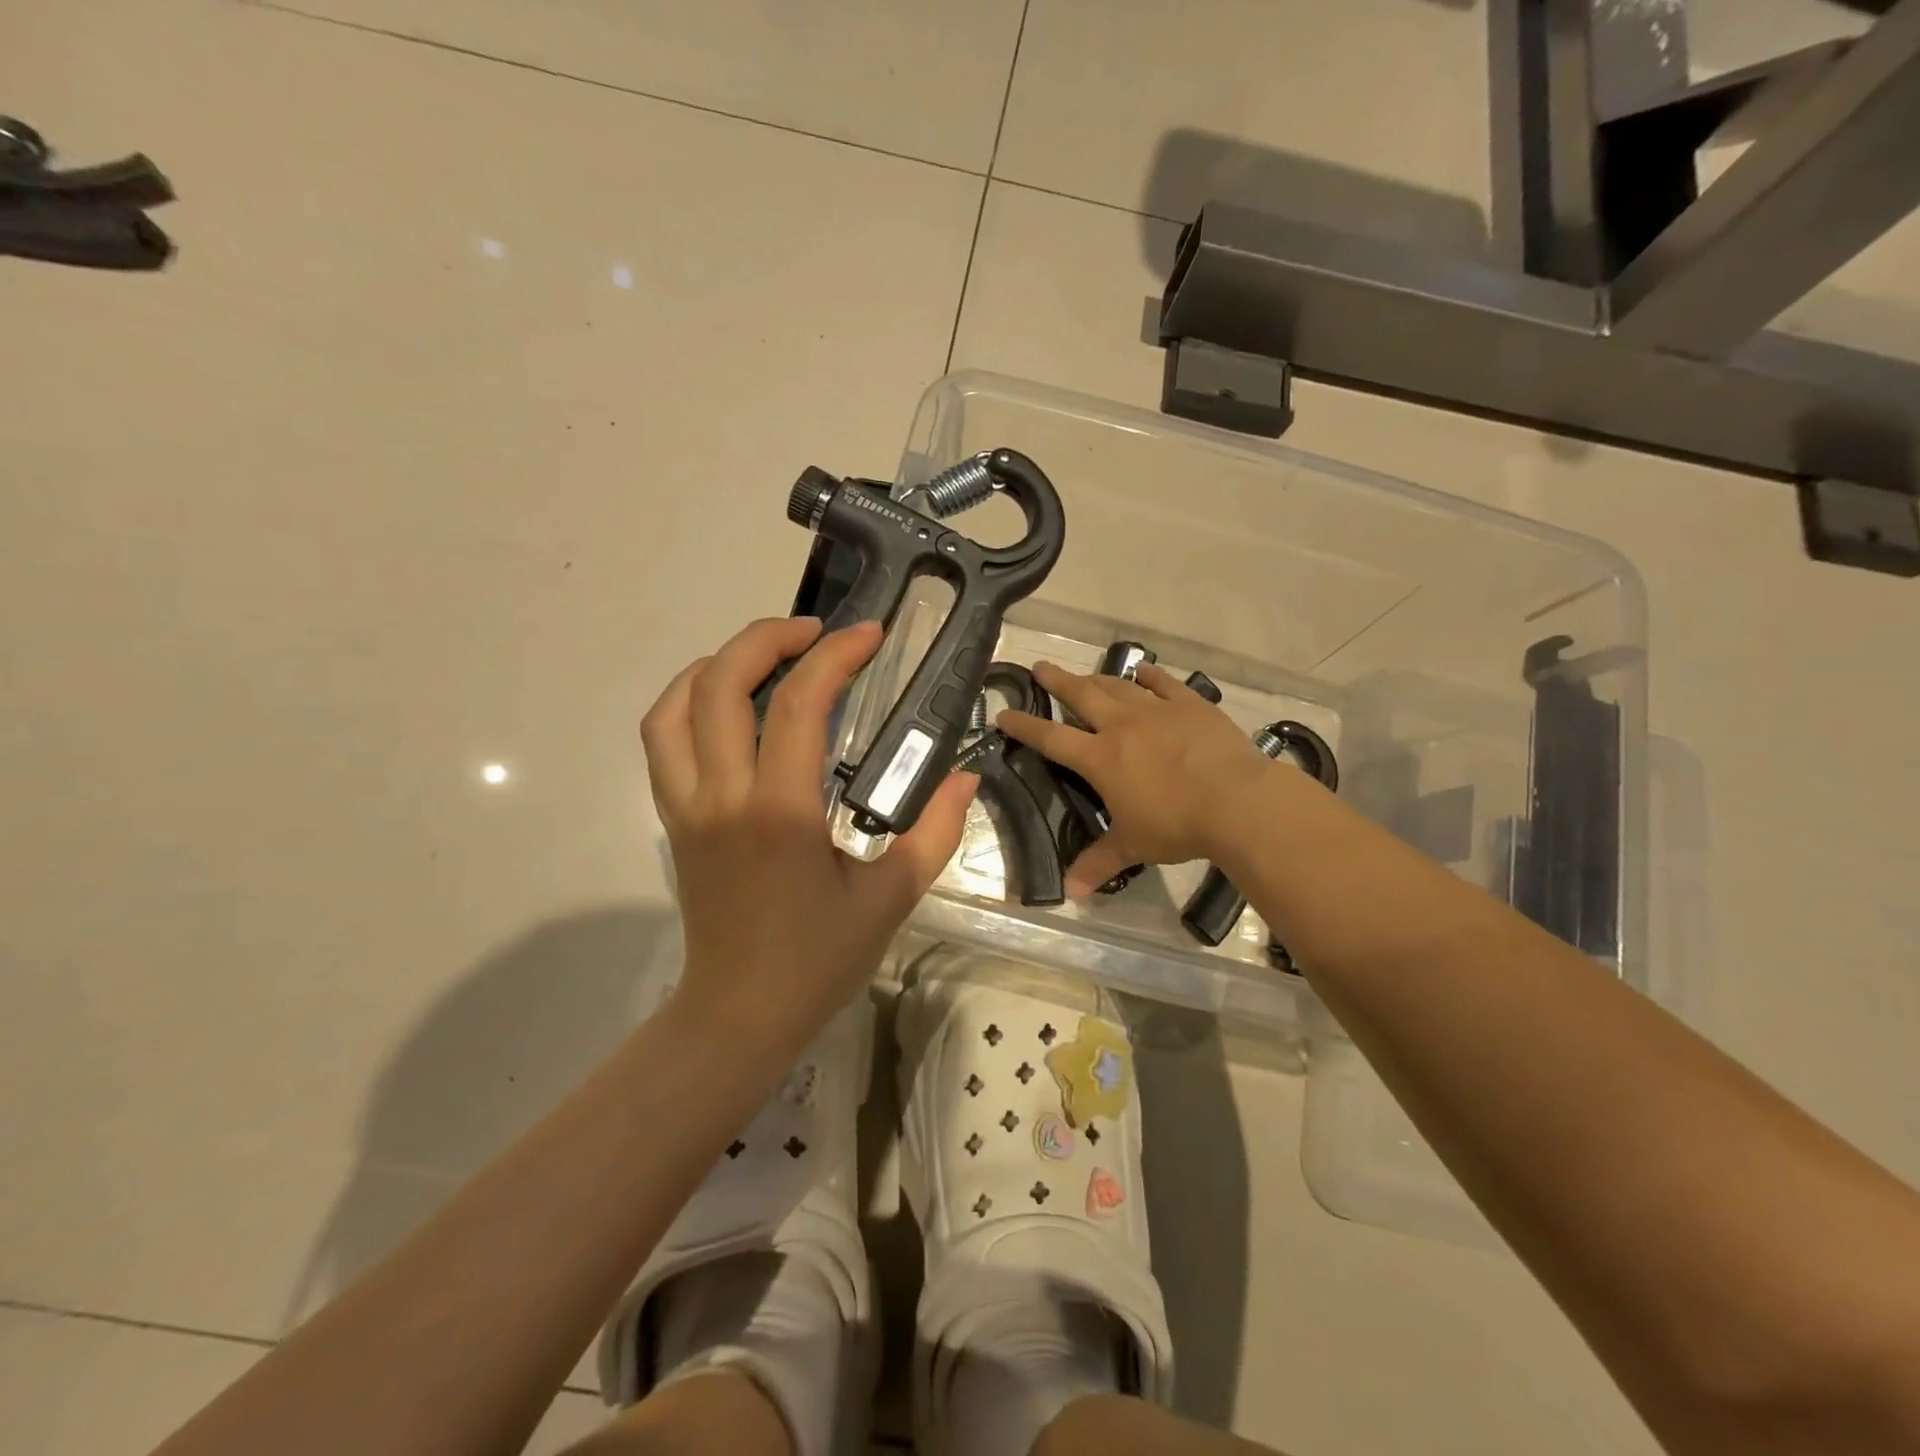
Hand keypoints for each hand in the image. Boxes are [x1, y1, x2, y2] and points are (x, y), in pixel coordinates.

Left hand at [641, 617, 977, 1049]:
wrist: (740, 1014)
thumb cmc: (818, 960)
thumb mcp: (891, 898)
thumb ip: (936, 832)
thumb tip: (965, 778)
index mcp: (781, 812)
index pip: (800, 704)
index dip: (836, 655)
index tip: (869, 634)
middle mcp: (723, 796)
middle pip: (720, 683)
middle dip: (767, 637)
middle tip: (816, 632)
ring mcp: (687, 806)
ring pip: (674, 706)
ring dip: (717, 663)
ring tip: (765, 655)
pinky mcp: (673, 819)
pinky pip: (661, 741)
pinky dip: (686, 702)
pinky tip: (725, 703)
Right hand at [998, 662, 1277, 896]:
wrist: (1237, 801)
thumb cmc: (1178, 824)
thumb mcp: (1134, 846)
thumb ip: (1099, 863)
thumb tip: (1070, 894)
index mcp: (1101, 758)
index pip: (1052, 738)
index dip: (1024, 726)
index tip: (1004, 714)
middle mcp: (1123, 726)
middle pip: (1081, 695)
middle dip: (1057, 681)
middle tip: (1040, 667)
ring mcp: (1158, 711)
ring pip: (1118, 686)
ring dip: (1097, 677)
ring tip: (1084, 673)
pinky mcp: (1191, 705)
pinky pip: (1164, 684)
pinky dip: (1149, 677)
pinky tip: (1142, 672)